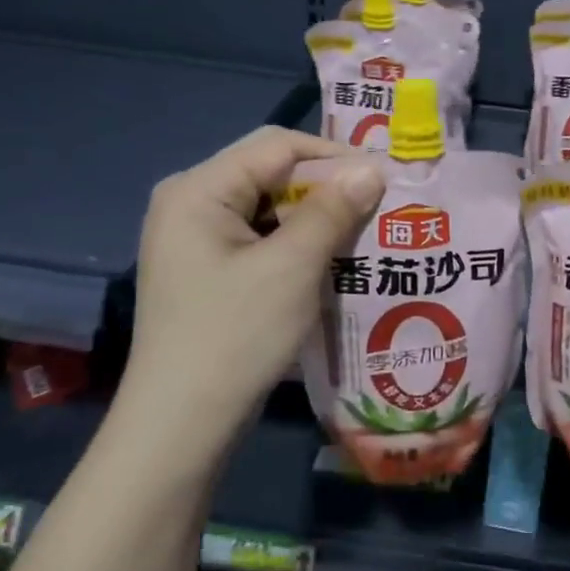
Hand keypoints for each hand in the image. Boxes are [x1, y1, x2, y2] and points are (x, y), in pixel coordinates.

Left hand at [116, 128, 383, 451]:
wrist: (182, 425)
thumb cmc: (235, 336)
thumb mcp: (291, 267)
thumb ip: (332, 209)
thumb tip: (373, 168)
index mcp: (198, 189)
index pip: (279, 146)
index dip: (336, 155)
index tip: (387, 177)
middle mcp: (191, 202)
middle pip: (273, 173)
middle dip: (329, 187)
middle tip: (382, 205)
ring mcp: (198, 239)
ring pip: (272, 207)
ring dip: (319, 217)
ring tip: (368, 231)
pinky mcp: (210, 269)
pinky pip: (263, 238)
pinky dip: (300, 243)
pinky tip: (335, 259)